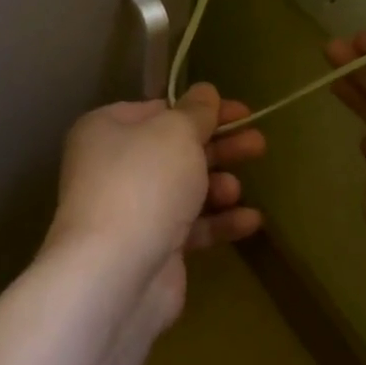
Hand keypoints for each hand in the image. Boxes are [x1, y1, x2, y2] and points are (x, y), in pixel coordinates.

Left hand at [48, 84, 265, 322]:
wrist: (117, 272)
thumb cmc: (145, 183)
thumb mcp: (176, 133)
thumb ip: (197, 112)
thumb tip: (205, 92)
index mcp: (107, 130)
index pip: (159, 110)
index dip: (202, 109)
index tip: (242, 112)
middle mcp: (113, 167)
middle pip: (176, 150)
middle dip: (219, 147)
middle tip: (258, 144)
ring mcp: (131, 211)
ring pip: (184, 189)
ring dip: (217, 186)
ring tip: (237, 188)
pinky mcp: (150, 248)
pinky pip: (190, 227)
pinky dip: (219, 222)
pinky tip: (251, 221)